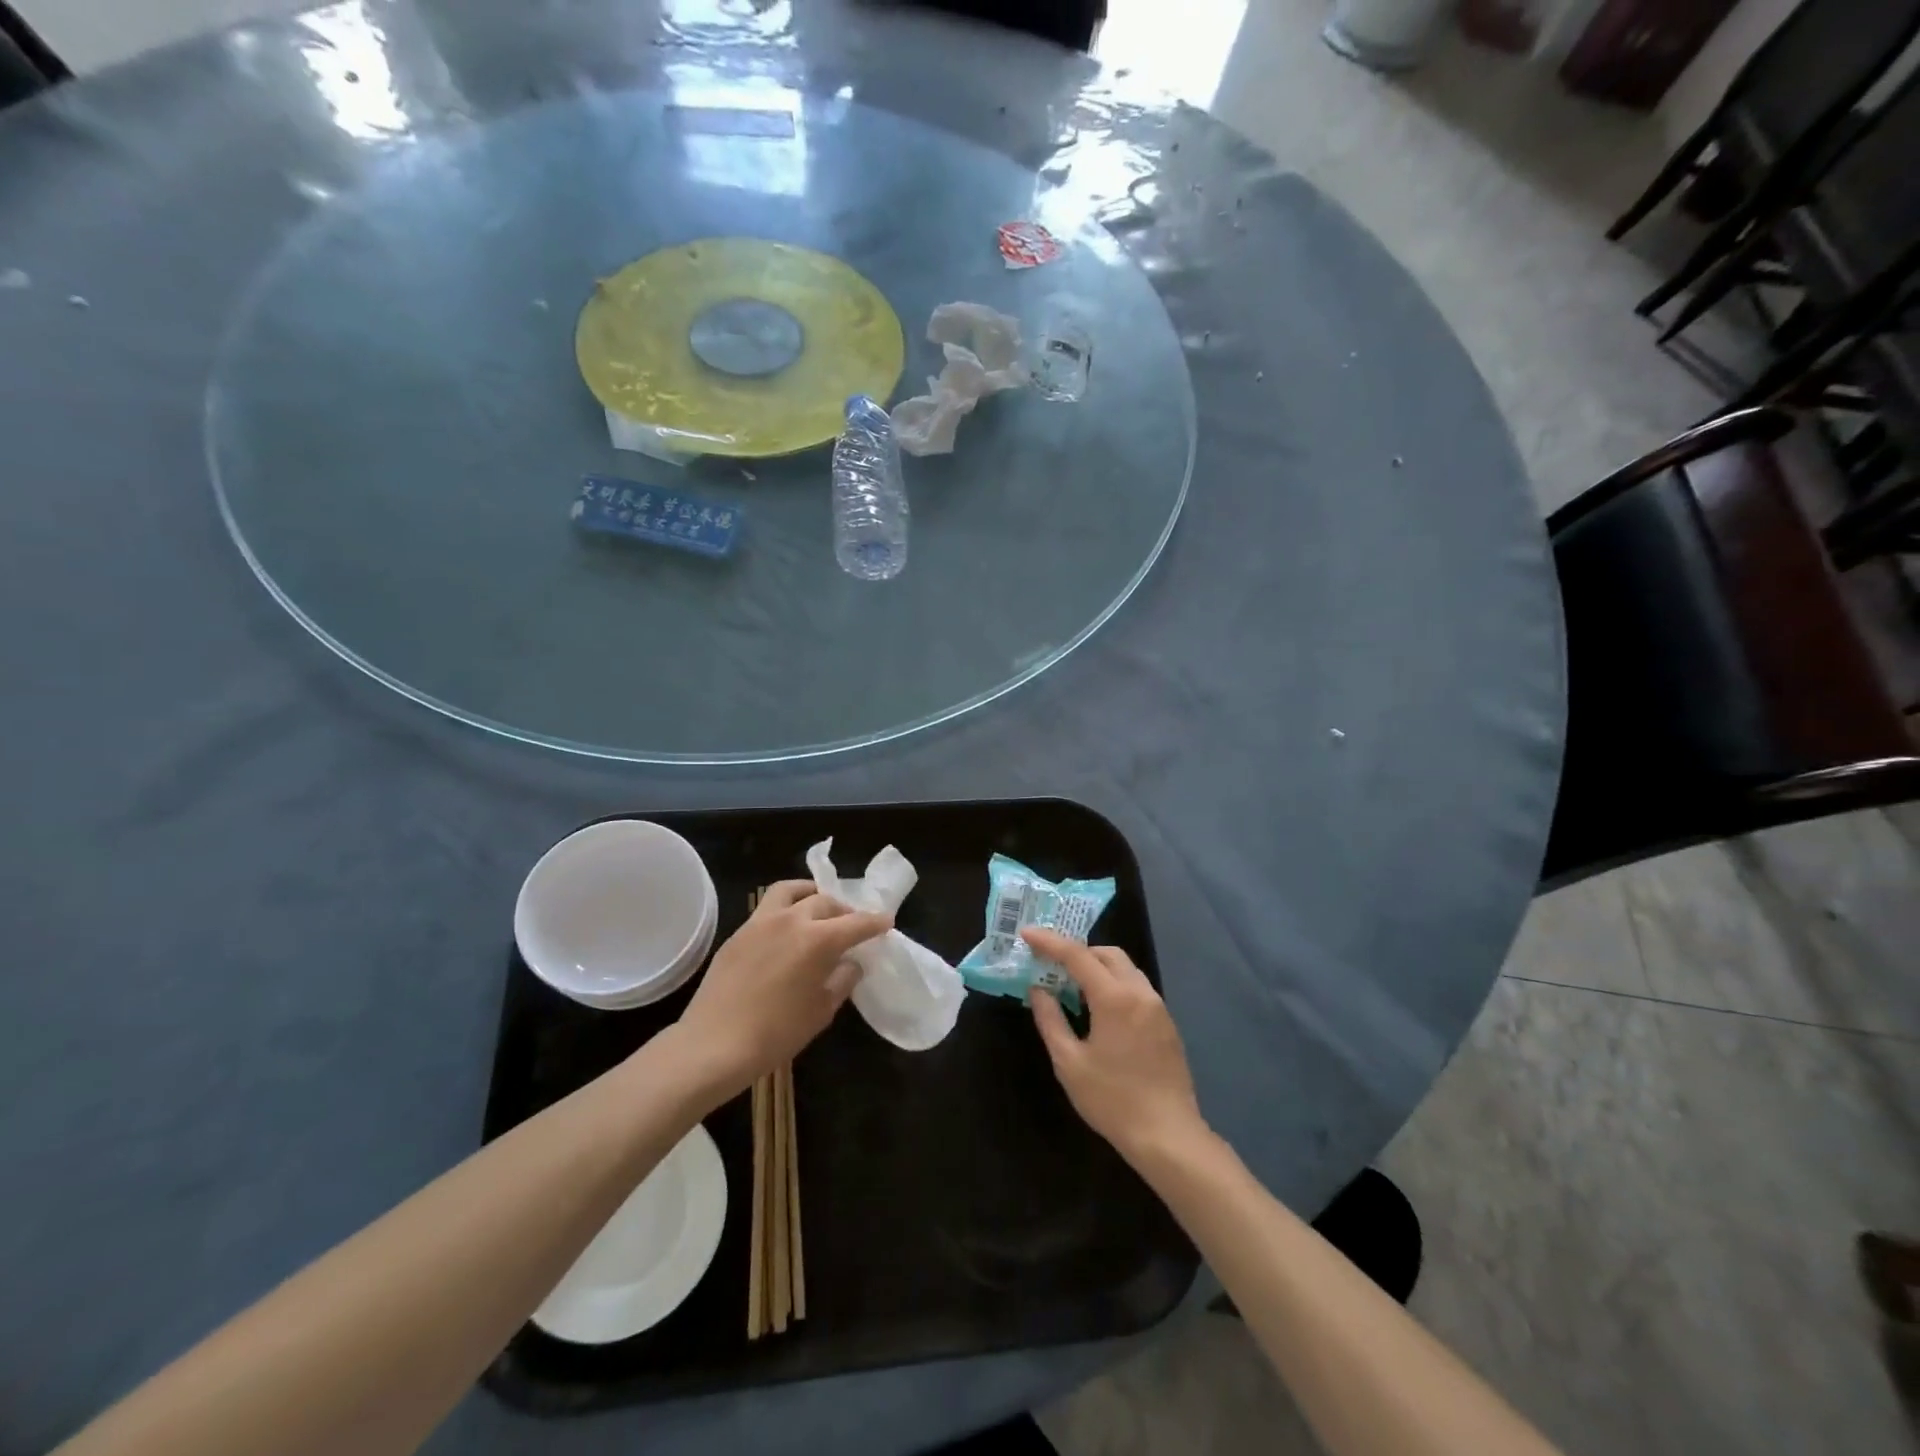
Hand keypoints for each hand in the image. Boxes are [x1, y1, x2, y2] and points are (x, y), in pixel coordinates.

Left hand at [673, 881, 889, 1102]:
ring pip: (791, 891)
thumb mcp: (821, 1011)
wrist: (713, 1045)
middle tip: (852, 925)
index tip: (886, 922)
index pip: (856, 923)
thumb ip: (842, 980)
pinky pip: (768, 908)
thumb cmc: (776, 1034)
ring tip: (818, 907)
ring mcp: (761, 922)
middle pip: (825, 902)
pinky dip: (786, 909)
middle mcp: (792, 920)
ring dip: (811, 894)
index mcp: (818, 939)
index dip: (874, 922)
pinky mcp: (738, 933)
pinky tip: (787, 930)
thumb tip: (851, 963)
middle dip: (844, 911)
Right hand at [1026, 928, 1205, 1164]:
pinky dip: (1114, 984)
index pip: (1077, 955)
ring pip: (1125, 968)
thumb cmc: (1112, 1100)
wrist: (1168, 1136)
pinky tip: (1099, 1009)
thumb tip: (1038, 990)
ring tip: (1072, 985)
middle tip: (1050, 963)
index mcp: (1114, 998)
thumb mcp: (1069, 1063)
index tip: (1027, 933)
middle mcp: (1139, 992)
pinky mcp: (1167, 1023)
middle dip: (1077, 951)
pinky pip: (1136, 987)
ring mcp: (1158, 1007)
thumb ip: (1050, 1020)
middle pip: (1106, 953)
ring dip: (1097, 966)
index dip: (1049, 941)